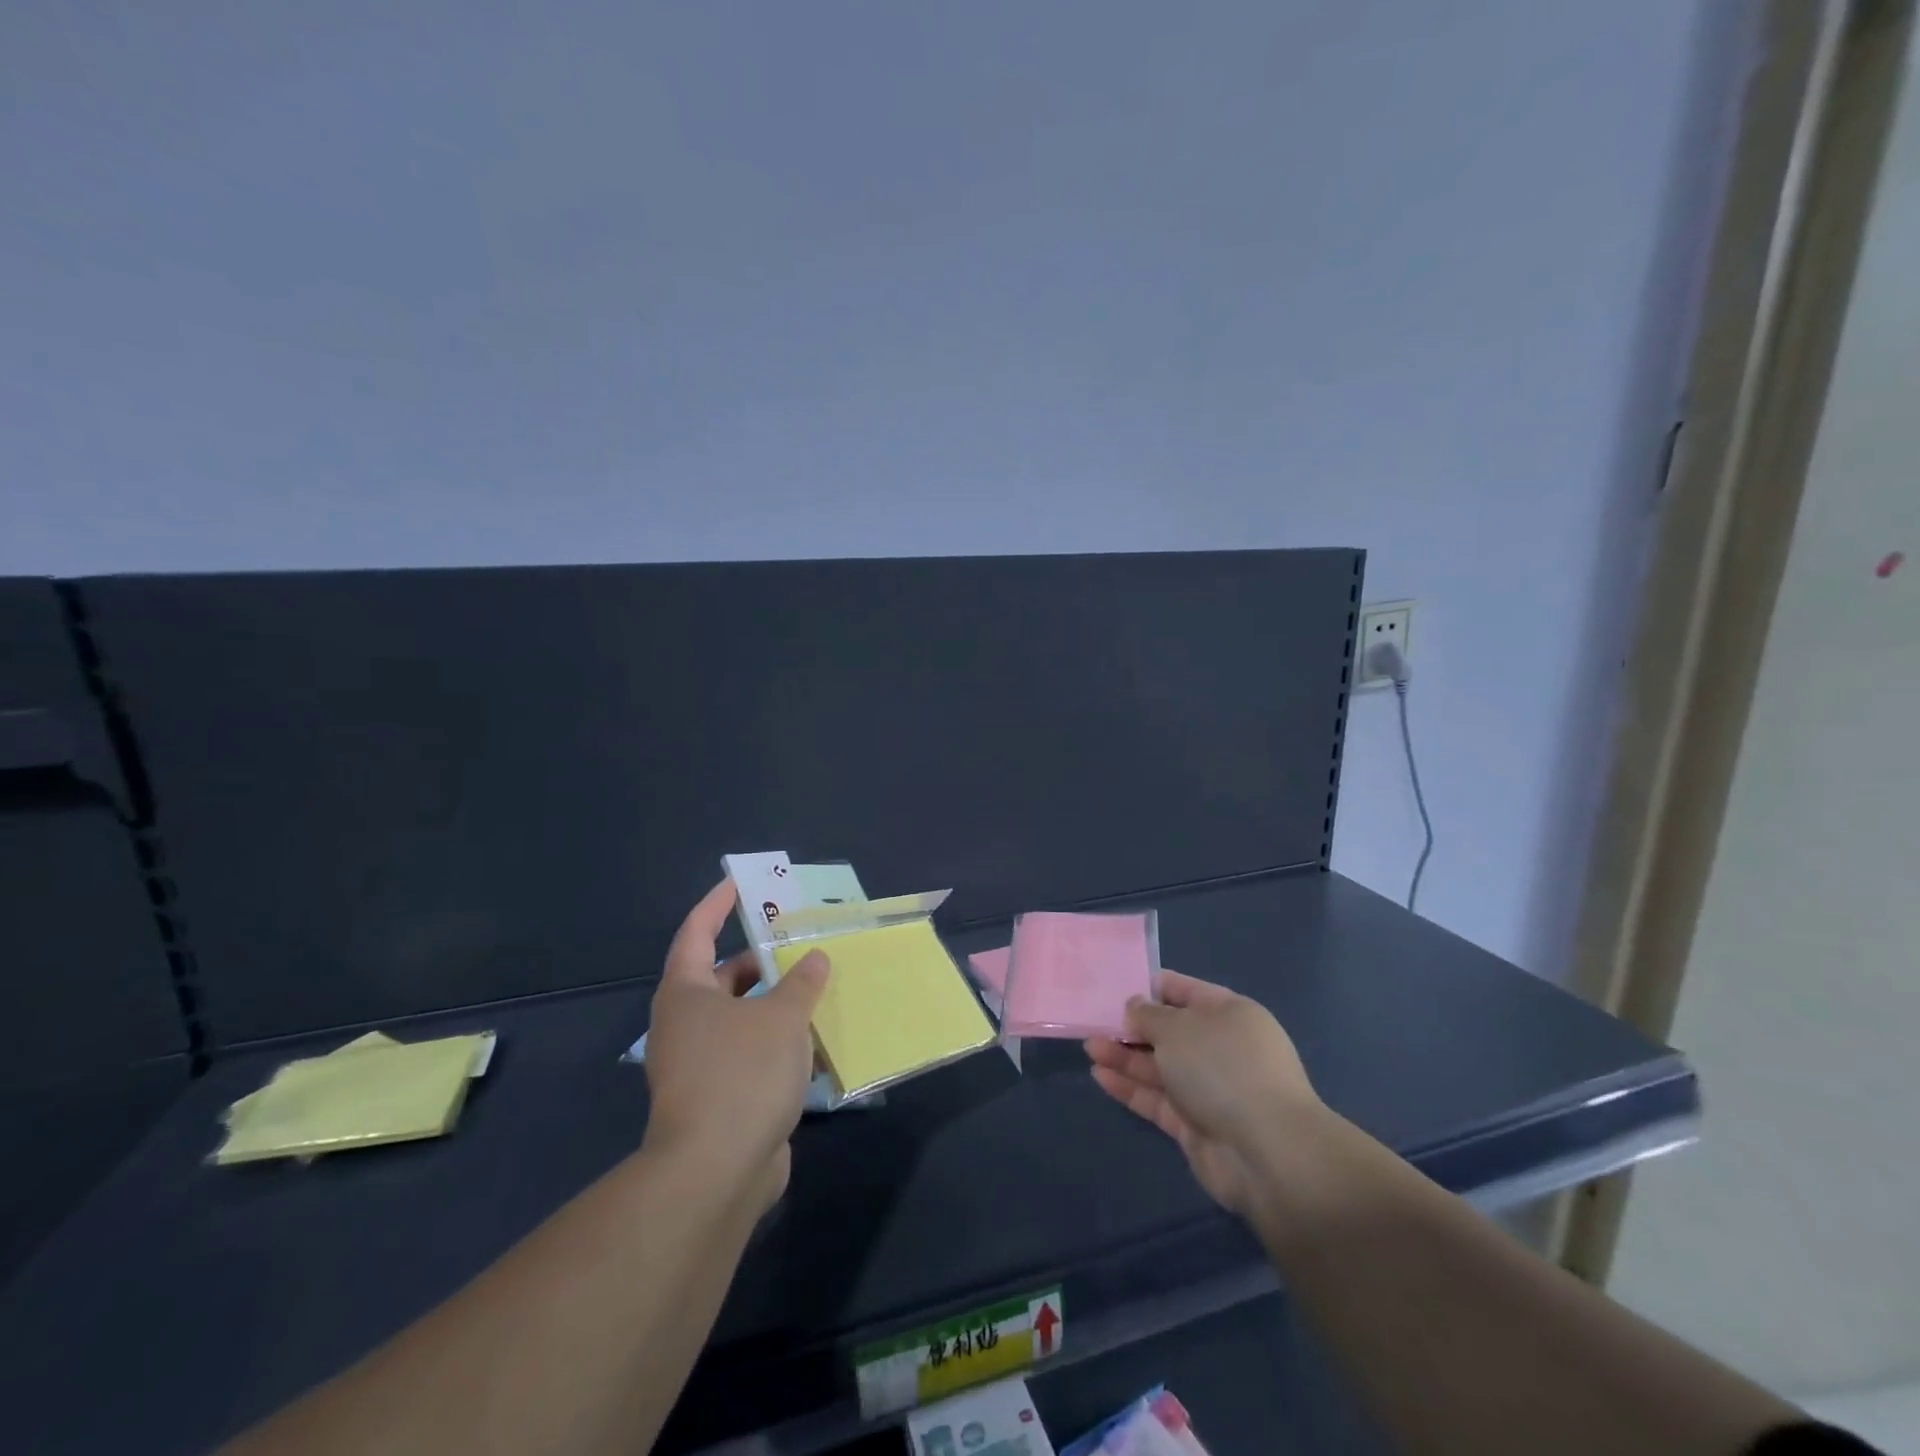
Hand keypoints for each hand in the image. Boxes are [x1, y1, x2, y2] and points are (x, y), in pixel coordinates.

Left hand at [642, 882, 829, 1212]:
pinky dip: (777, 1042)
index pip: (696, 932)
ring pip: (740, 1018)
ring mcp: (698, 1064)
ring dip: (774, 1004)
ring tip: (816, 988)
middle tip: (798, 943)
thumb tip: (815, 959)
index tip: (738, 884)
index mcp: (686, 993)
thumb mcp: (782, 1017)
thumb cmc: (743, 1073)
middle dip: (759, 960)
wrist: (716, 1172)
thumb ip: (802, 983)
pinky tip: (814, 1042)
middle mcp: (685, 1024)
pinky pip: (750, 1053)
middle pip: (721, 977)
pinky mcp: (717, 1098)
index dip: (716, 905)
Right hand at [1086, 970, 1319, 1217]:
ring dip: (1125, 1056)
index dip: (1150, 987)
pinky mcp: (1195, 1125)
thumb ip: (1148, 1015)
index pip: (1184, 990)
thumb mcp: (1177, 1027)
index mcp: (1228, 1013)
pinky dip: (1130, 1087)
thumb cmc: (1222, 1067)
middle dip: (1132, 1027)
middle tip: (1094, 1022)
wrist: (1266, 1152)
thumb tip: (1135, 1007)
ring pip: (1159, 1066)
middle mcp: (1220, 1047)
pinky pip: (1157, 1098)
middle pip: (1169, 1031)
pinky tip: (1099, 1075)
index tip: (1114, 987)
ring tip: (1090, 1046)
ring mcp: (1209, 1088)